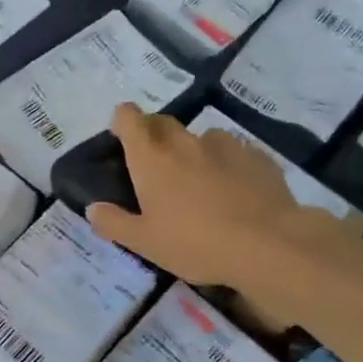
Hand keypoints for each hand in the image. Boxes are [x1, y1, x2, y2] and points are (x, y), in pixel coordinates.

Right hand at [84, 104, 309, 286]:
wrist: (268, 244)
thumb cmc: (195, 243)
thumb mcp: (145, 242)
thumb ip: (114, 223)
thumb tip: (93, 209)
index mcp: (152, 158)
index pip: (129, 118)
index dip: (122, 122)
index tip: (121, 139)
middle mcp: (185, 142)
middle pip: (163, 122)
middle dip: (153, 135)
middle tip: (154, 168)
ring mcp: (225, 145)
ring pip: (201, 138)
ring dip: (193, 152)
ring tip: (199, 184)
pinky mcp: (257, 156)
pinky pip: (234, 152)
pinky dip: (227, 165)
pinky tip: (234, 192)